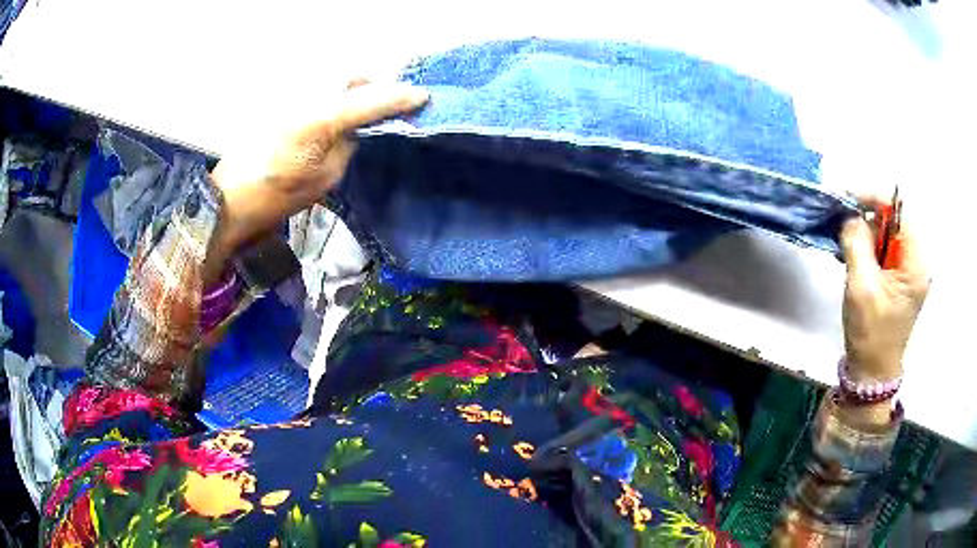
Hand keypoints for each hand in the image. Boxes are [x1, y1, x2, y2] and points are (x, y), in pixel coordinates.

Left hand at [211, 81, 428, 251]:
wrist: (230, 198)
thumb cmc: (277, 197)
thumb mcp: (325, 178)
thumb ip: (348, 144)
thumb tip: (357, 128)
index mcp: (320, 118)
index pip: (370, 100)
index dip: (399, 98)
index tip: (422, 96)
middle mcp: (306, 97)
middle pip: (351, 77)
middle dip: (372, 88)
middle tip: (384, 108)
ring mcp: (291, 97)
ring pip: (333, 81)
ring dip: (352, 91)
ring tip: (359, 113)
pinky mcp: (280, 103)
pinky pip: (316, 91)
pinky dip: (332, 98)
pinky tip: (333, 118)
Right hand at [840, 202, 929, 382]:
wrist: (871, 372)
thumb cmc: (870, 333)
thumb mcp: (861, 286)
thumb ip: (856, 243)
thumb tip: (849, 214)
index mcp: (915, 262)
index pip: (898, 211)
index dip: (874, 199)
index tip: (847, 200)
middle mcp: (916, 261)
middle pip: (892, 222)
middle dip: (867, 220)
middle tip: (843, 228)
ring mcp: (908, 271)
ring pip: (886, 235)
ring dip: (865, 236)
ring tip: (845, 247)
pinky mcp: (899, 279)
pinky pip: (883, 251)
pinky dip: (867, 249)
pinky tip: (853, 258)